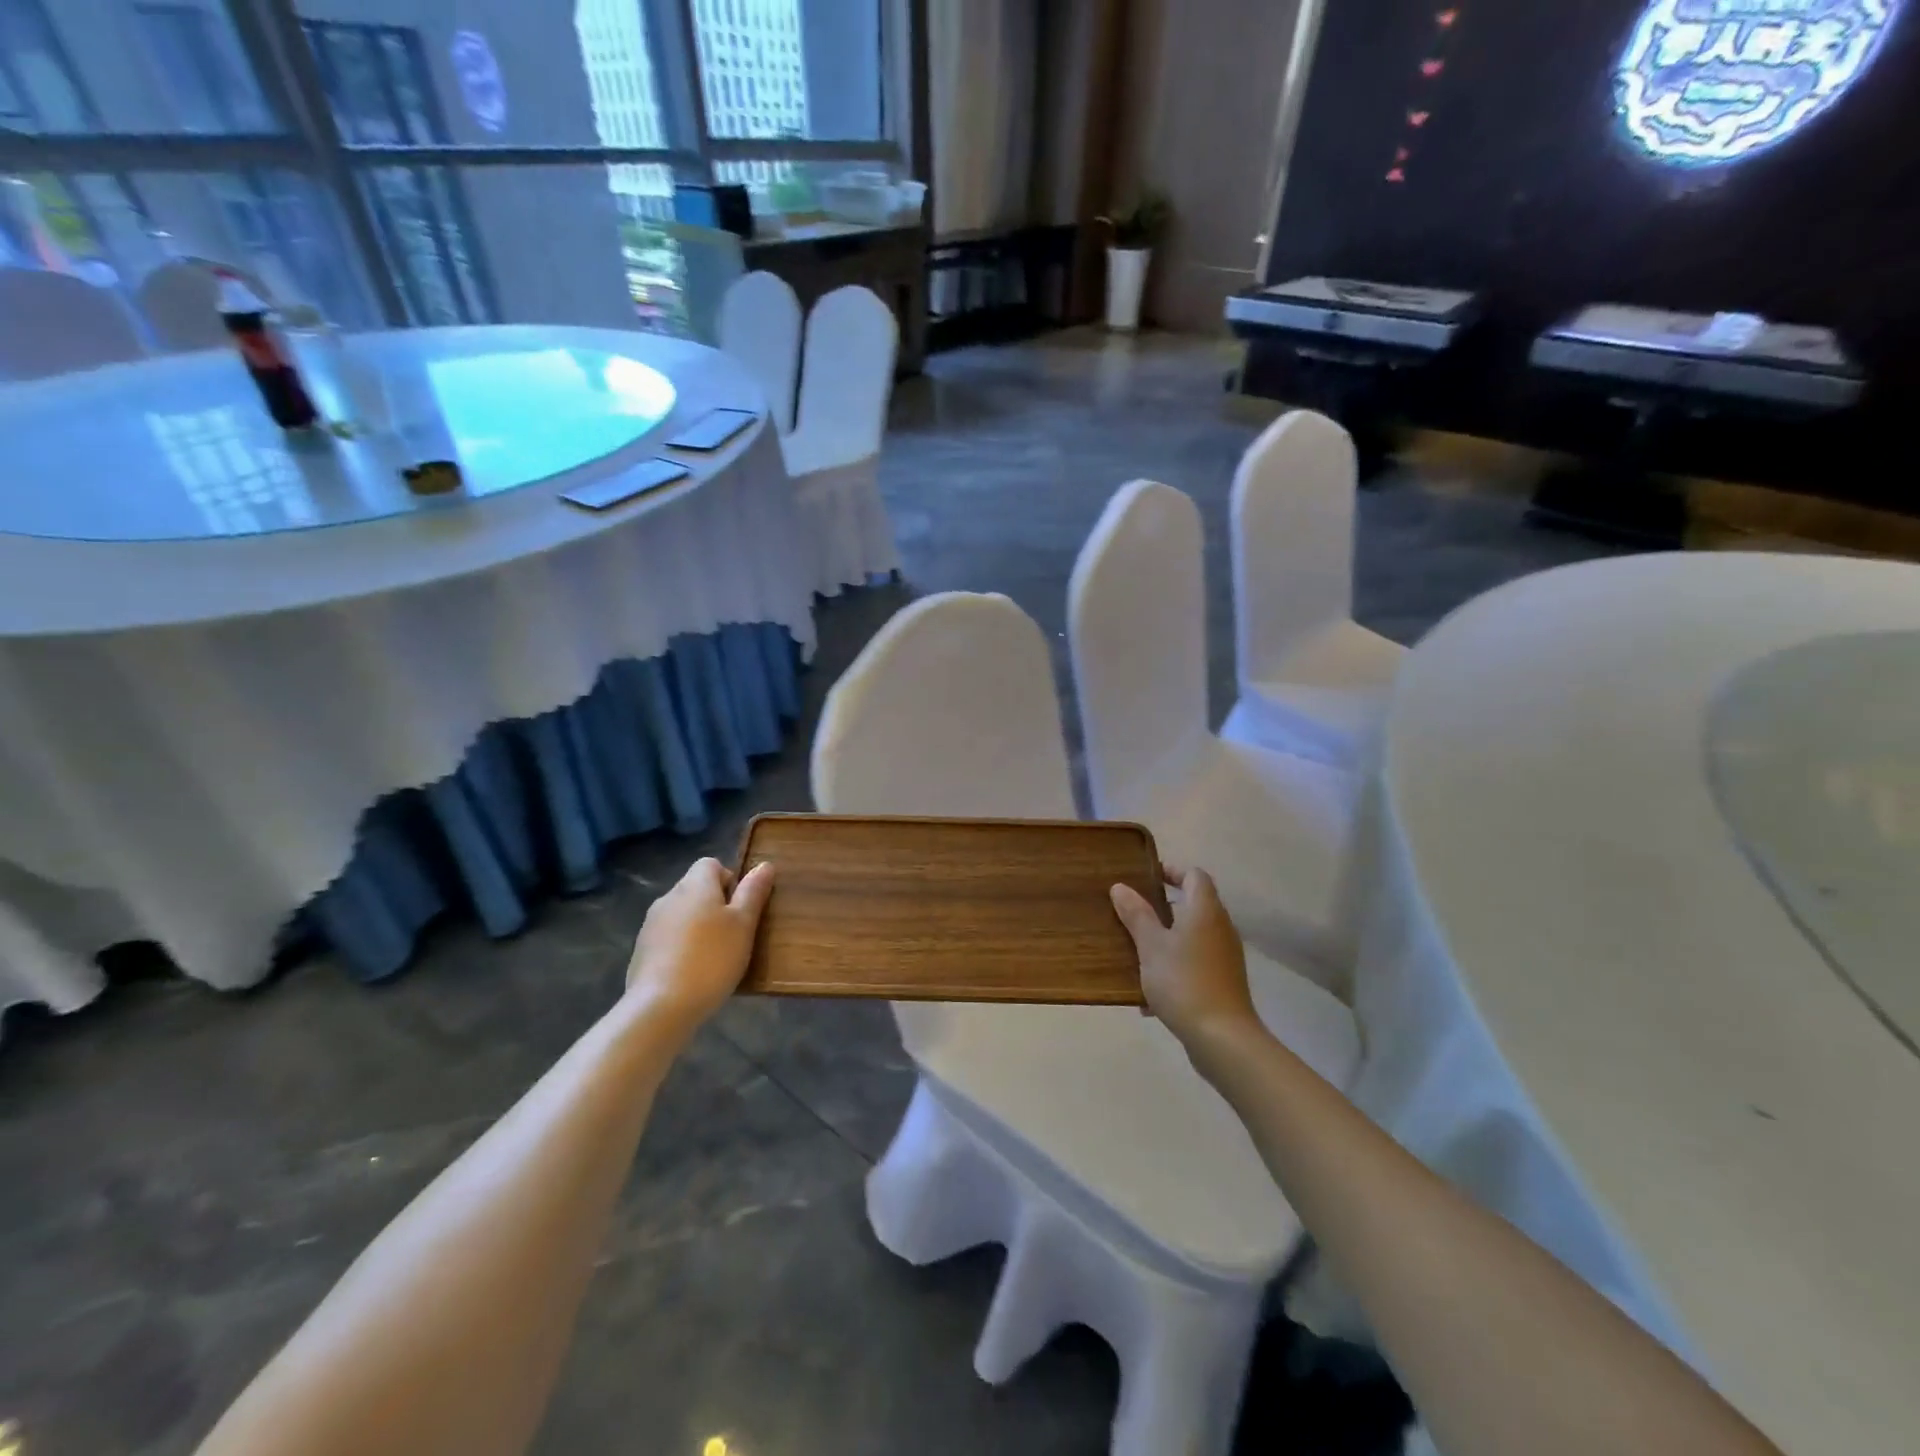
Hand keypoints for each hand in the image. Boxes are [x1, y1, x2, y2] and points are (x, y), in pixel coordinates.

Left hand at [625, 858, 774, 1034]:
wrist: (660, 1006)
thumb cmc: (712, 958)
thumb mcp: (743, 924)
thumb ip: (753, 892)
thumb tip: (764, 864)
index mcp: (695, 885)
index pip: (711, 864)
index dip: (730, 880)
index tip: (741, 908)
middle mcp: (669, 897)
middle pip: (696, 889)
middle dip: (715, 905)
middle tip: (734, 935)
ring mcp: (651, 925)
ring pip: (682, 914)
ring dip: (698, 927)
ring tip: (715, 957)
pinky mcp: (641, 951)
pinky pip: (668, 938)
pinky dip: (682, 947)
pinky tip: (693, 973)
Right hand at [1111, 866, 1260, 1048]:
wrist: (1222, 1038)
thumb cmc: (1183, 982)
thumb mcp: (1151, 946)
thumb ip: (1136, 915)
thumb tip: (1120, 887)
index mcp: (1205, 910)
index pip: (1194, 875)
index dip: (1172, 871)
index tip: (1146, 877)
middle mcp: (1221, 927)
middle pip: (1194, 905)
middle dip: (1163, 907)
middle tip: (1133, 913)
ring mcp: (1225, 956)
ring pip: (1192, 937)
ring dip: (1167, 940)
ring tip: (1136, 953)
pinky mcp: (1224, 982)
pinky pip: (1195, 963)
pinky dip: (1174, 967)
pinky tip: (1149, 997)